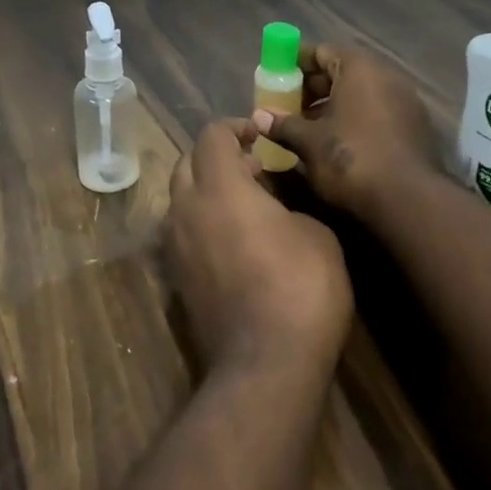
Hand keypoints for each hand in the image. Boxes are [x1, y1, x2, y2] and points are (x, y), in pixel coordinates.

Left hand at [163, 120, 352, 379]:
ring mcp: (175, 246)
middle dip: (216, 155)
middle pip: (186, 162)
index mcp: (219, 187)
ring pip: (180, 198)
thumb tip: (270, 204)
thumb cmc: (300, 287)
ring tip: (244, 200)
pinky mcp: (176, 278)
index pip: (211, 135)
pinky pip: (182, 231)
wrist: (265, 363)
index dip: (235, 126)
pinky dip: (202, 220)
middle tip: (252, 164)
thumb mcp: (315, 233)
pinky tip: (233, 237)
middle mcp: (186, 209)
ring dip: (207, 188)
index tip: (259, 134)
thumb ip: (286, 203)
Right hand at [253, 42, 441, 218]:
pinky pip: (375, 111)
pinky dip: (353, 119)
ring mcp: (404, 101)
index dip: (294, 63)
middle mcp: (386, 75)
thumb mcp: (309, 142)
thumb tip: (258, 118)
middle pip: (341, 71)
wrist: (408, 200)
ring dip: (331, 106)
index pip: (321, 51)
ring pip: (359, 94)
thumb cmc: (351, 159)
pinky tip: (334, 142)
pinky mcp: (414, 126)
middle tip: (286, 106)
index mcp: (359, 68)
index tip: (274, 77)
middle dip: (311, 88)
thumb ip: (283, 125)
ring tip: (305, 128)